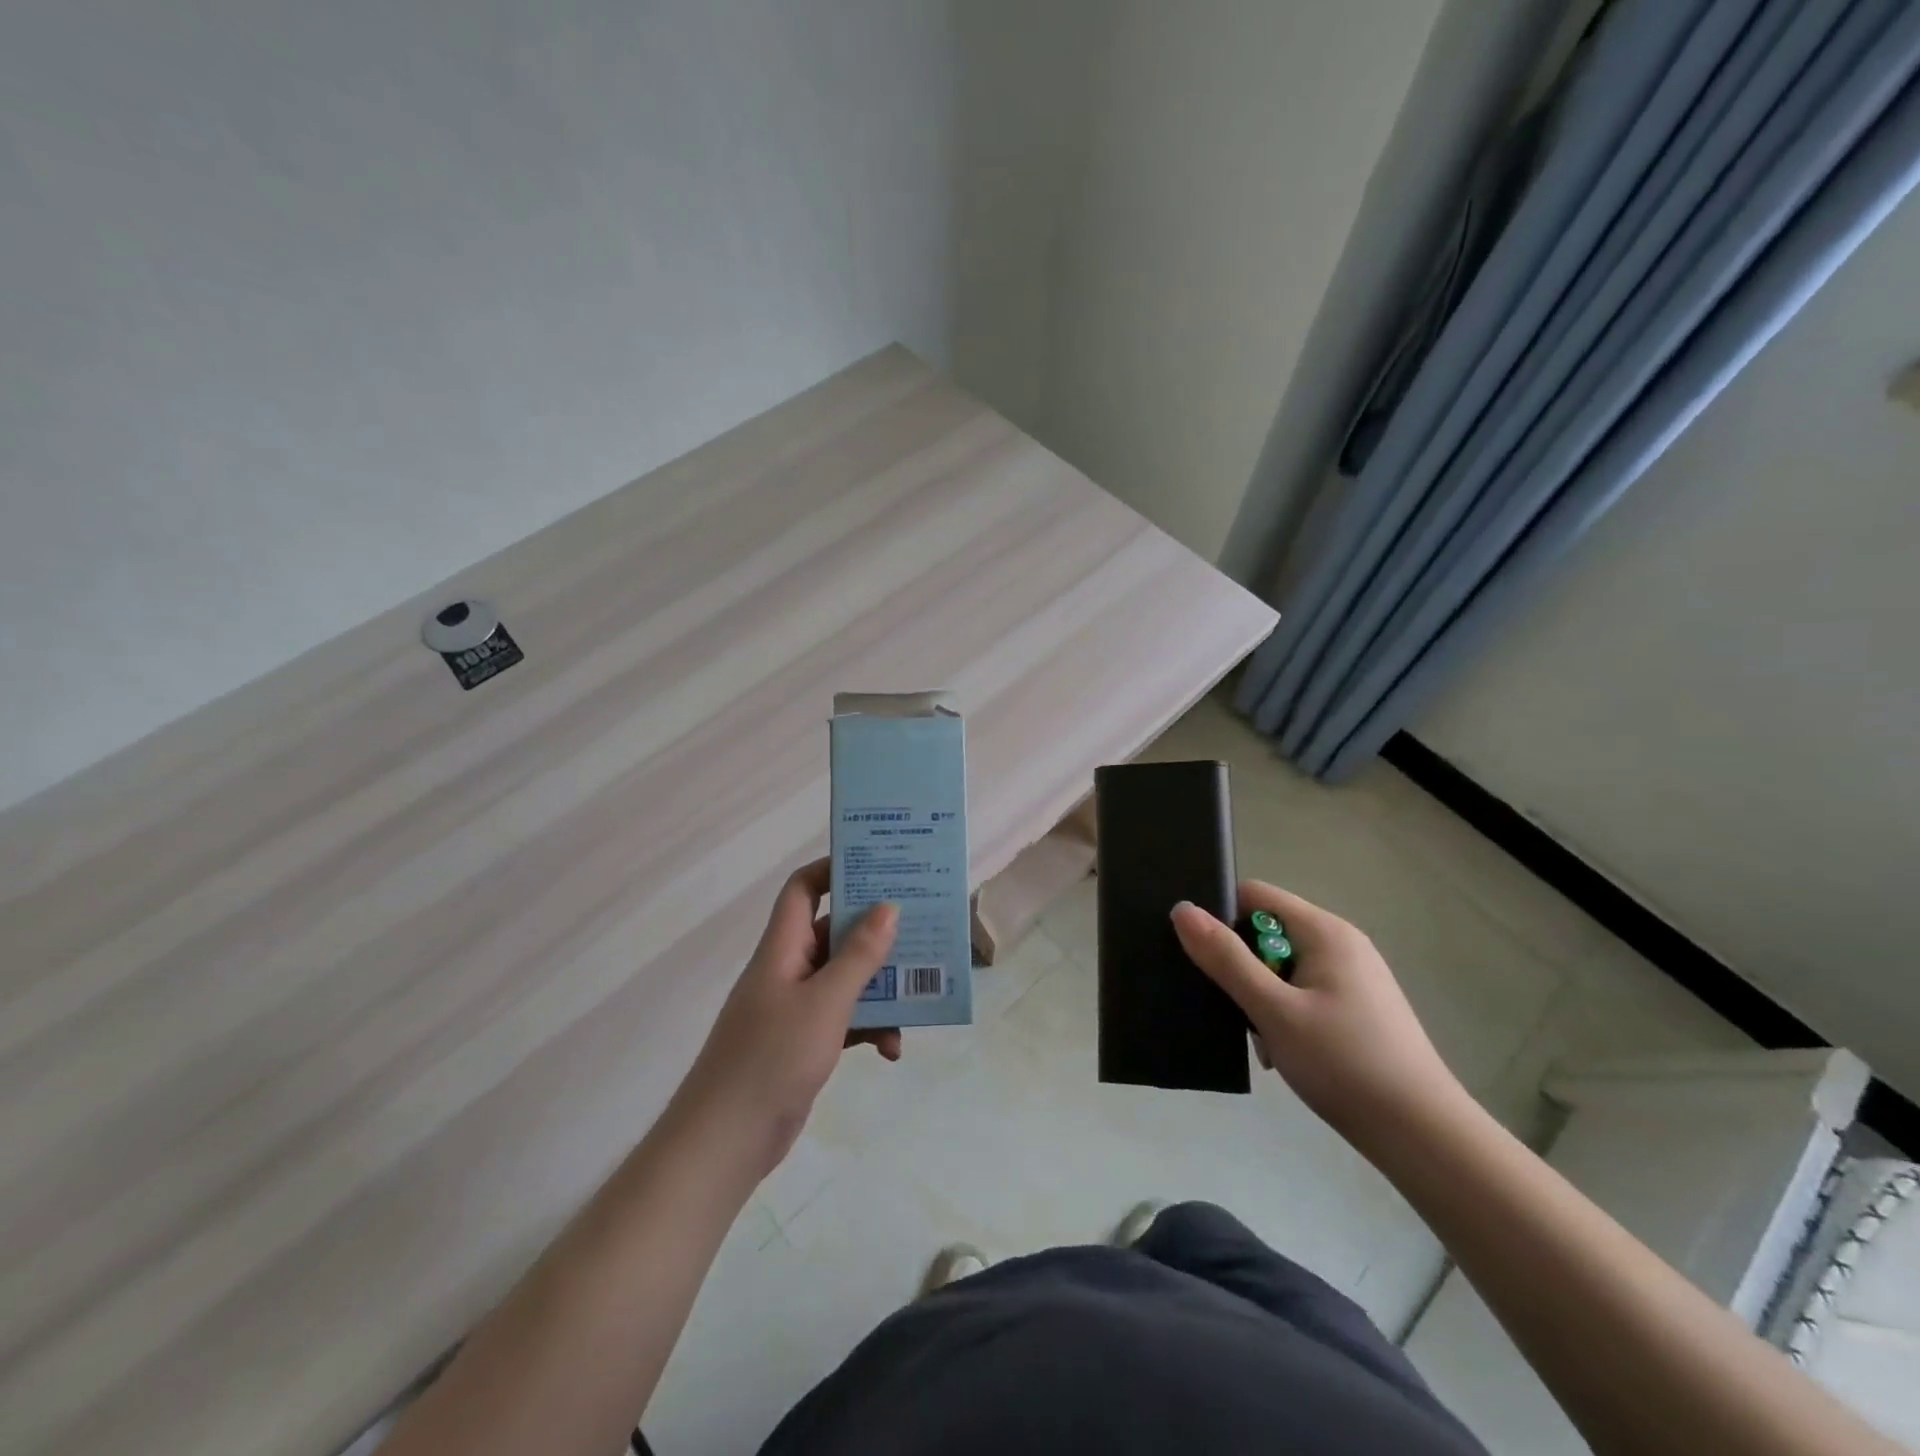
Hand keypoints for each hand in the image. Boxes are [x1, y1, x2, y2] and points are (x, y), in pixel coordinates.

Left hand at [676, 859, 899, 1176]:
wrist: (726, 1141)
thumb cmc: (772, 1058)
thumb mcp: (825, 1002)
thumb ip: (859, 955)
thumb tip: (888, 906)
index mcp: (783, 947)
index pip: (804, 889)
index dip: (835, 870)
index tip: (880, 866)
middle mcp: (789, 968)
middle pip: (835, 932)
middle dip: (876, 931)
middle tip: (920, 925)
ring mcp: (796, 1007)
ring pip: (846, 978)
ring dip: (880, 986)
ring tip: (919, 994)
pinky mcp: (805, 1041)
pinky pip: (845, 1018)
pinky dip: (870, 1026)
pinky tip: (892, 1049)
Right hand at [1170, 881, 1467, 1149]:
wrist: (1423, 1136)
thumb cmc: (1344, 1064)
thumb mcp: (1273, 1010)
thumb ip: (1225, 959)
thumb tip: (1181, 909)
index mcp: (1324, 931)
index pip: (1254, 896)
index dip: (1220, 916)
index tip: (1200, 953)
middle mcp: (1341, 943)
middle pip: (1267, 931)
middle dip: (1240, 964)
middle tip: (1228, 1004)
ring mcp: (1352, 977)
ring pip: (1281, 966)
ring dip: (1260, 994)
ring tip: (1257, 1036)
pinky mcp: (1356, 1008)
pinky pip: (1302, 991)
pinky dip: (1283, 1013)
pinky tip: (1281, 1050)